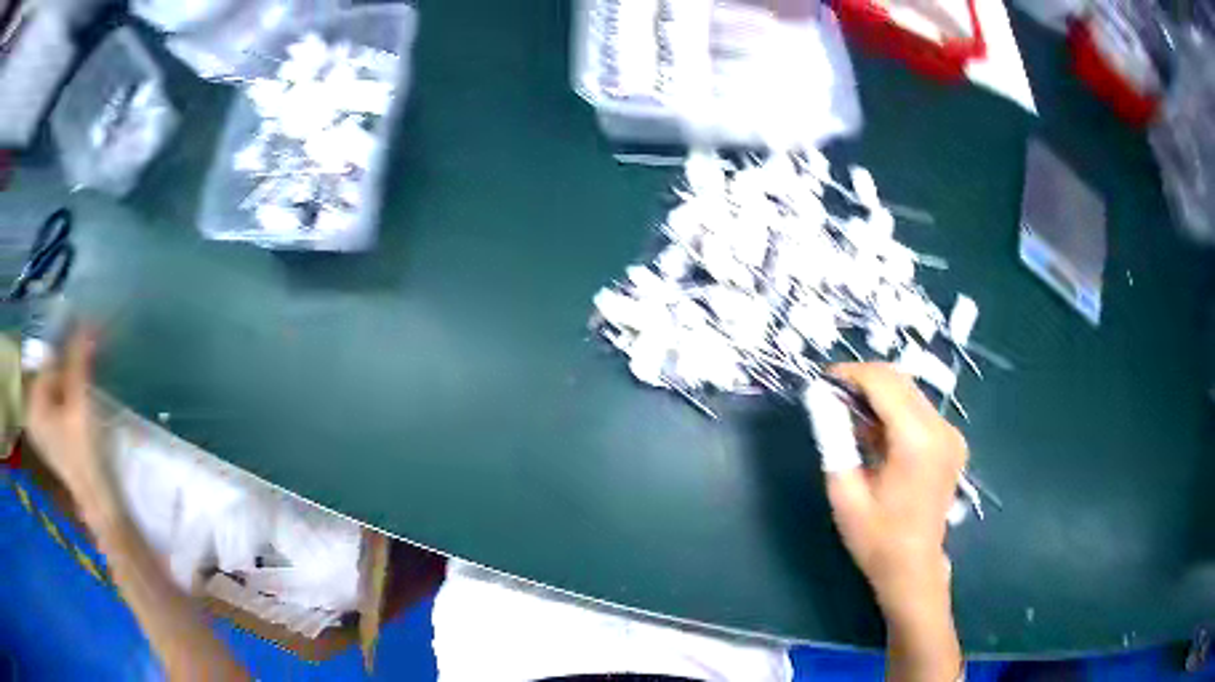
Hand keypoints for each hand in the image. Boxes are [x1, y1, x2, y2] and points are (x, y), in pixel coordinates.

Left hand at [26, 329, 107, 506]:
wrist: (99, 503)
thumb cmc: (84, 454)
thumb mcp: (81, 403)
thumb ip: (79, 361)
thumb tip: (87, 321)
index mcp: (33, 403)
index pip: (49, 359)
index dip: (68, 346)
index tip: (89, 335)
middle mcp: (33, 412)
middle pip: (52, 373)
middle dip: (71, 361)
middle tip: (93, 350)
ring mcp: (42, 427)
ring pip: (57, 387)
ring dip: (74, 376)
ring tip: (92, 369)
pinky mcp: (53, 437)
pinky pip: (59, 403)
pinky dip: (72, 393)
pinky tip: (85, 394)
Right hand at [824, 363, 967, 617]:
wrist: (913, 568)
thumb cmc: (876, 538)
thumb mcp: (845, 492)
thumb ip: (834, 440)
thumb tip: (822, 399)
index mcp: (916, 441)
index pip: (884, 382)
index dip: (851, 374)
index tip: (823, 381)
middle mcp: (941, 428)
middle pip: (900, 381)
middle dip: (864, 381)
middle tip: (832, 399)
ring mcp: (951, 434)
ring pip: (910, 392)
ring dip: (879, 396)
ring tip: (851, 422)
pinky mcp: (952, 442)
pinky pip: (919, 410)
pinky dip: (895, 411)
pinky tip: (877, 436)